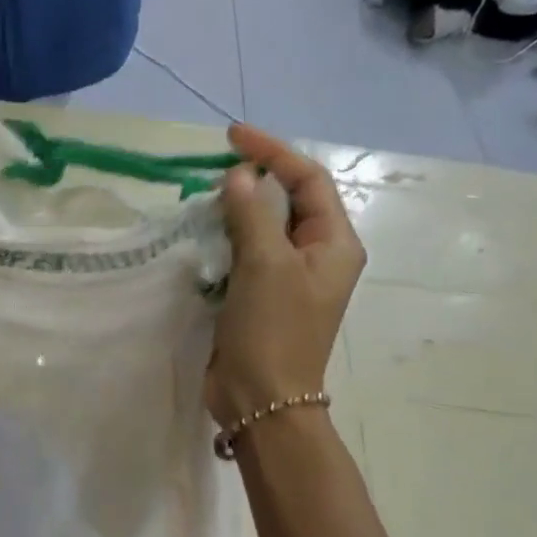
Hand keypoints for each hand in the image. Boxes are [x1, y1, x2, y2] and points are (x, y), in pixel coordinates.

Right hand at [207, 125, 365, 425]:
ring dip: (237, 207)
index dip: (273, 152)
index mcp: (334, 243)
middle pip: (289, 199)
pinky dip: (226, 236)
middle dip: (255, 178)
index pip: (308, 180)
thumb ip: (251, 214)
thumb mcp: (264, 265)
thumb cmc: (272, 331)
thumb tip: (238, 176)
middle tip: (213, 167)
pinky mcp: (262, 294)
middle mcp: (317, 254)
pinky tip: (203, 232)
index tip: (231, 136)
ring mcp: (288, 276)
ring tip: (203, 196)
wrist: (262, 400)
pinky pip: (246, 251)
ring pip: (264, 225)